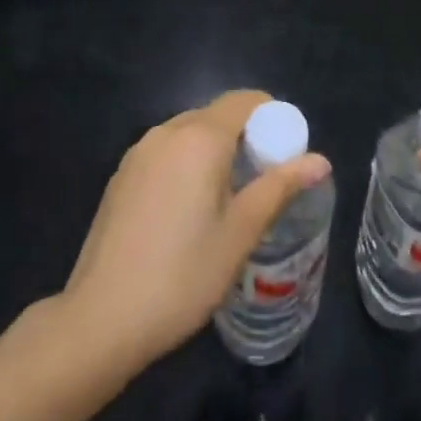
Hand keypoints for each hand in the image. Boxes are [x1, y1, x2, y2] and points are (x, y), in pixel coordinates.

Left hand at [58, 90, 330, 372]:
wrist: (100, 320)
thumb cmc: (182, 275)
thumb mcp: (240, 232)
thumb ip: (280, 187)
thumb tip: (321, 160)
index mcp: (200, 138)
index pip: (245, 101)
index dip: (272, 117)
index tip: (285, 151)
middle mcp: (167, 132)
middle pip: (217, 114)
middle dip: (246, 135)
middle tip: (263, 179)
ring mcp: (138, 153)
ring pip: (190, 133)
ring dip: (215, 150)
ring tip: (229, 197)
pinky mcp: (121, 176)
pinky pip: (166, 152)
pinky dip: (187, 163)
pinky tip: (189, 209)